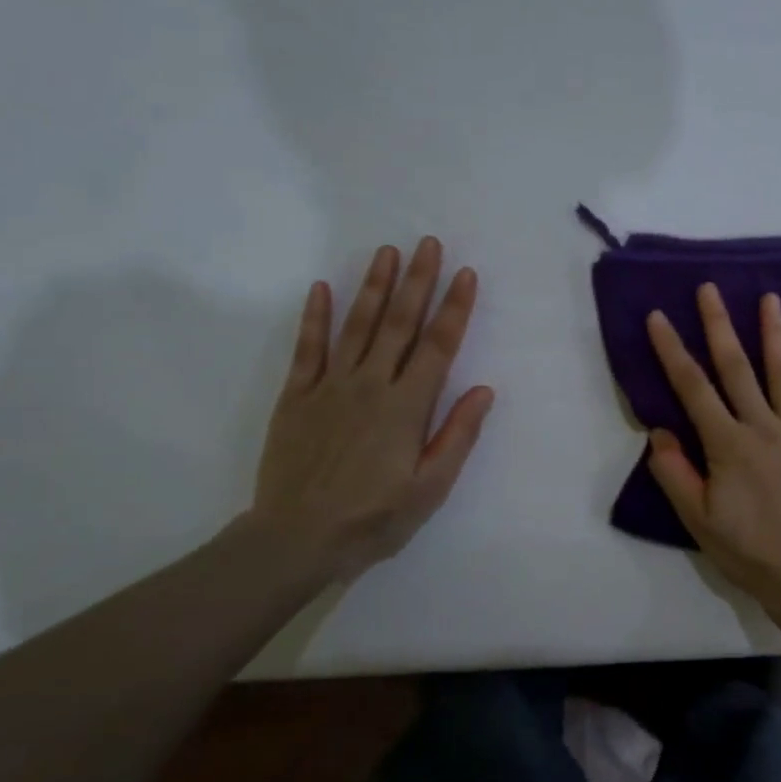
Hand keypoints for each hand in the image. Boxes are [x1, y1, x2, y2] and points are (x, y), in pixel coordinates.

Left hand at [249, 237, 494, 582]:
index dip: (454, 308)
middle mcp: (371, 385)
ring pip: (357, 326)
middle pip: (399, 324)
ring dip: (374, 287)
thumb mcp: (430, 488)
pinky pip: (308, 348)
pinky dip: (315, 317)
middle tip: (428, 243)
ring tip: (387, 252)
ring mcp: (330, 387)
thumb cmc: (374, 518)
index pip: (438, 347)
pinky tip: (321, 288)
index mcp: (407, 407)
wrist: (297, 538)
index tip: (466, 274)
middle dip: (418, 281)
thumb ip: (457, 436)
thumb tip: (484, 390)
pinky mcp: (297, 397)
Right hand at [645, 283, 780, 616]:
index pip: (693, 389)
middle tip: (710, 288)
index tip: (658, 317)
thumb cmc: (747, 551)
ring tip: (769, 299)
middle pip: (737, 368)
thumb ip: (676, 473)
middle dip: (720, 325)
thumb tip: (660, 430)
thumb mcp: (697, 520)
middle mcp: (763, 428)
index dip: (672, 351)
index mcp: (727, 445)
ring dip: (774, 334)